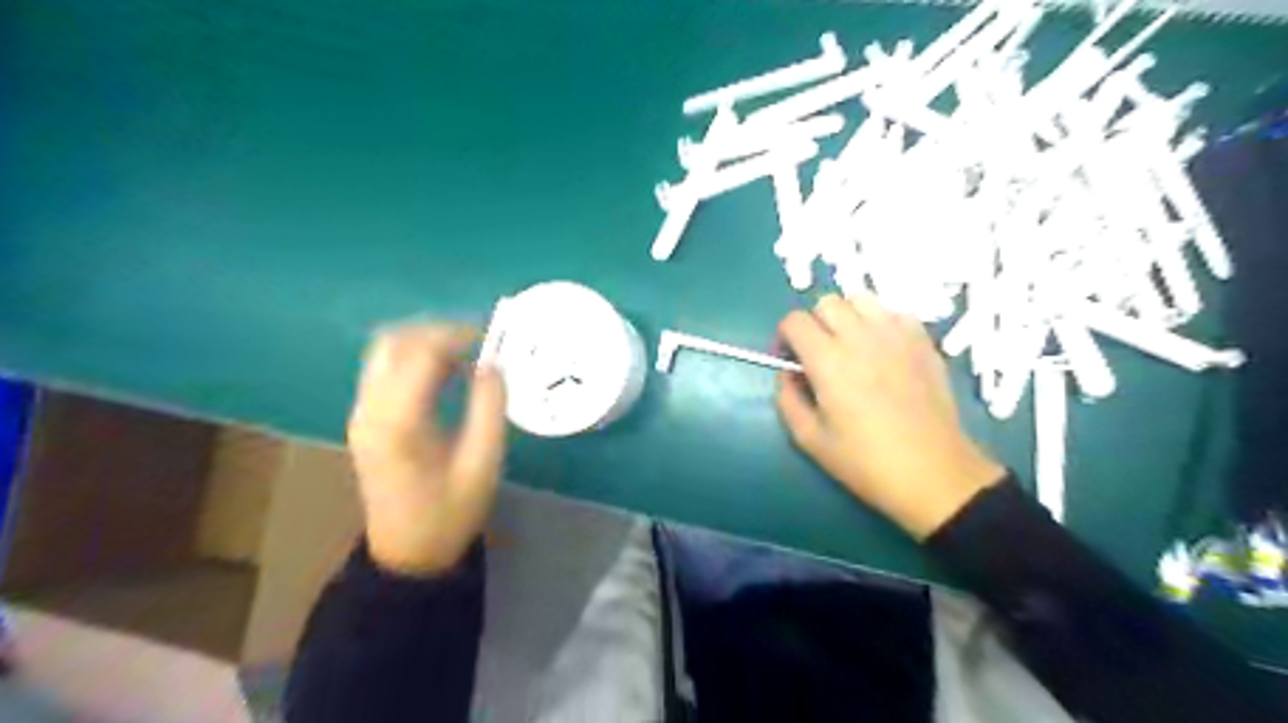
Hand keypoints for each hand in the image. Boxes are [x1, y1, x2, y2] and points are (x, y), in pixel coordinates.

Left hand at [346, 325, 507, 572]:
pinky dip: (415, 359)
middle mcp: (370, 409)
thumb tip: (494, 364)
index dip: (457, 336)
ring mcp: (362, 413)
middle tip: (478, 340)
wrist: (408, 553)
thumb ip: (490, 408)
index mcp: (399, 422)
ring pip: (385, 351)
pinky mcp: (365, 420)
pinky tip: (446, 372)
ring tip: (466, 353)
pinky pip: (385, 370)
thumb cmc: (451, 512)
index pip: (421, 353)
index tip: (492, 338)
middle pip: (394, 342)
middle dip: (438, 331)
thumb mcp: (483, 463)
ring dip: (425, 342)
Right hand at [775, 296, 1003, 539]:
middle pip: (826, 302)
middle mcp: (860, 337)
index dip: (784, 337)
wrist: (933, 473)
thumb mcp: (810, 440)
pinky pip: (894, 313)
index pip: (794, 321)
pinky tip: (883, 350)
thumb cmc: (866, 462)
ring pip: (861, 299)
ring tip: (851, 345)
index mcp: (828, 361)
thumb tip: (787, 375)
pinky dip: (880, 322)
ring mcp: (896, 335)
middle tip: (818, 354)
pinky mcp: (923, 341)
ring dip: (847, 316)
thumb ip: (787, 400)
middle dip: (814, 323)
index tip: (789, 360)